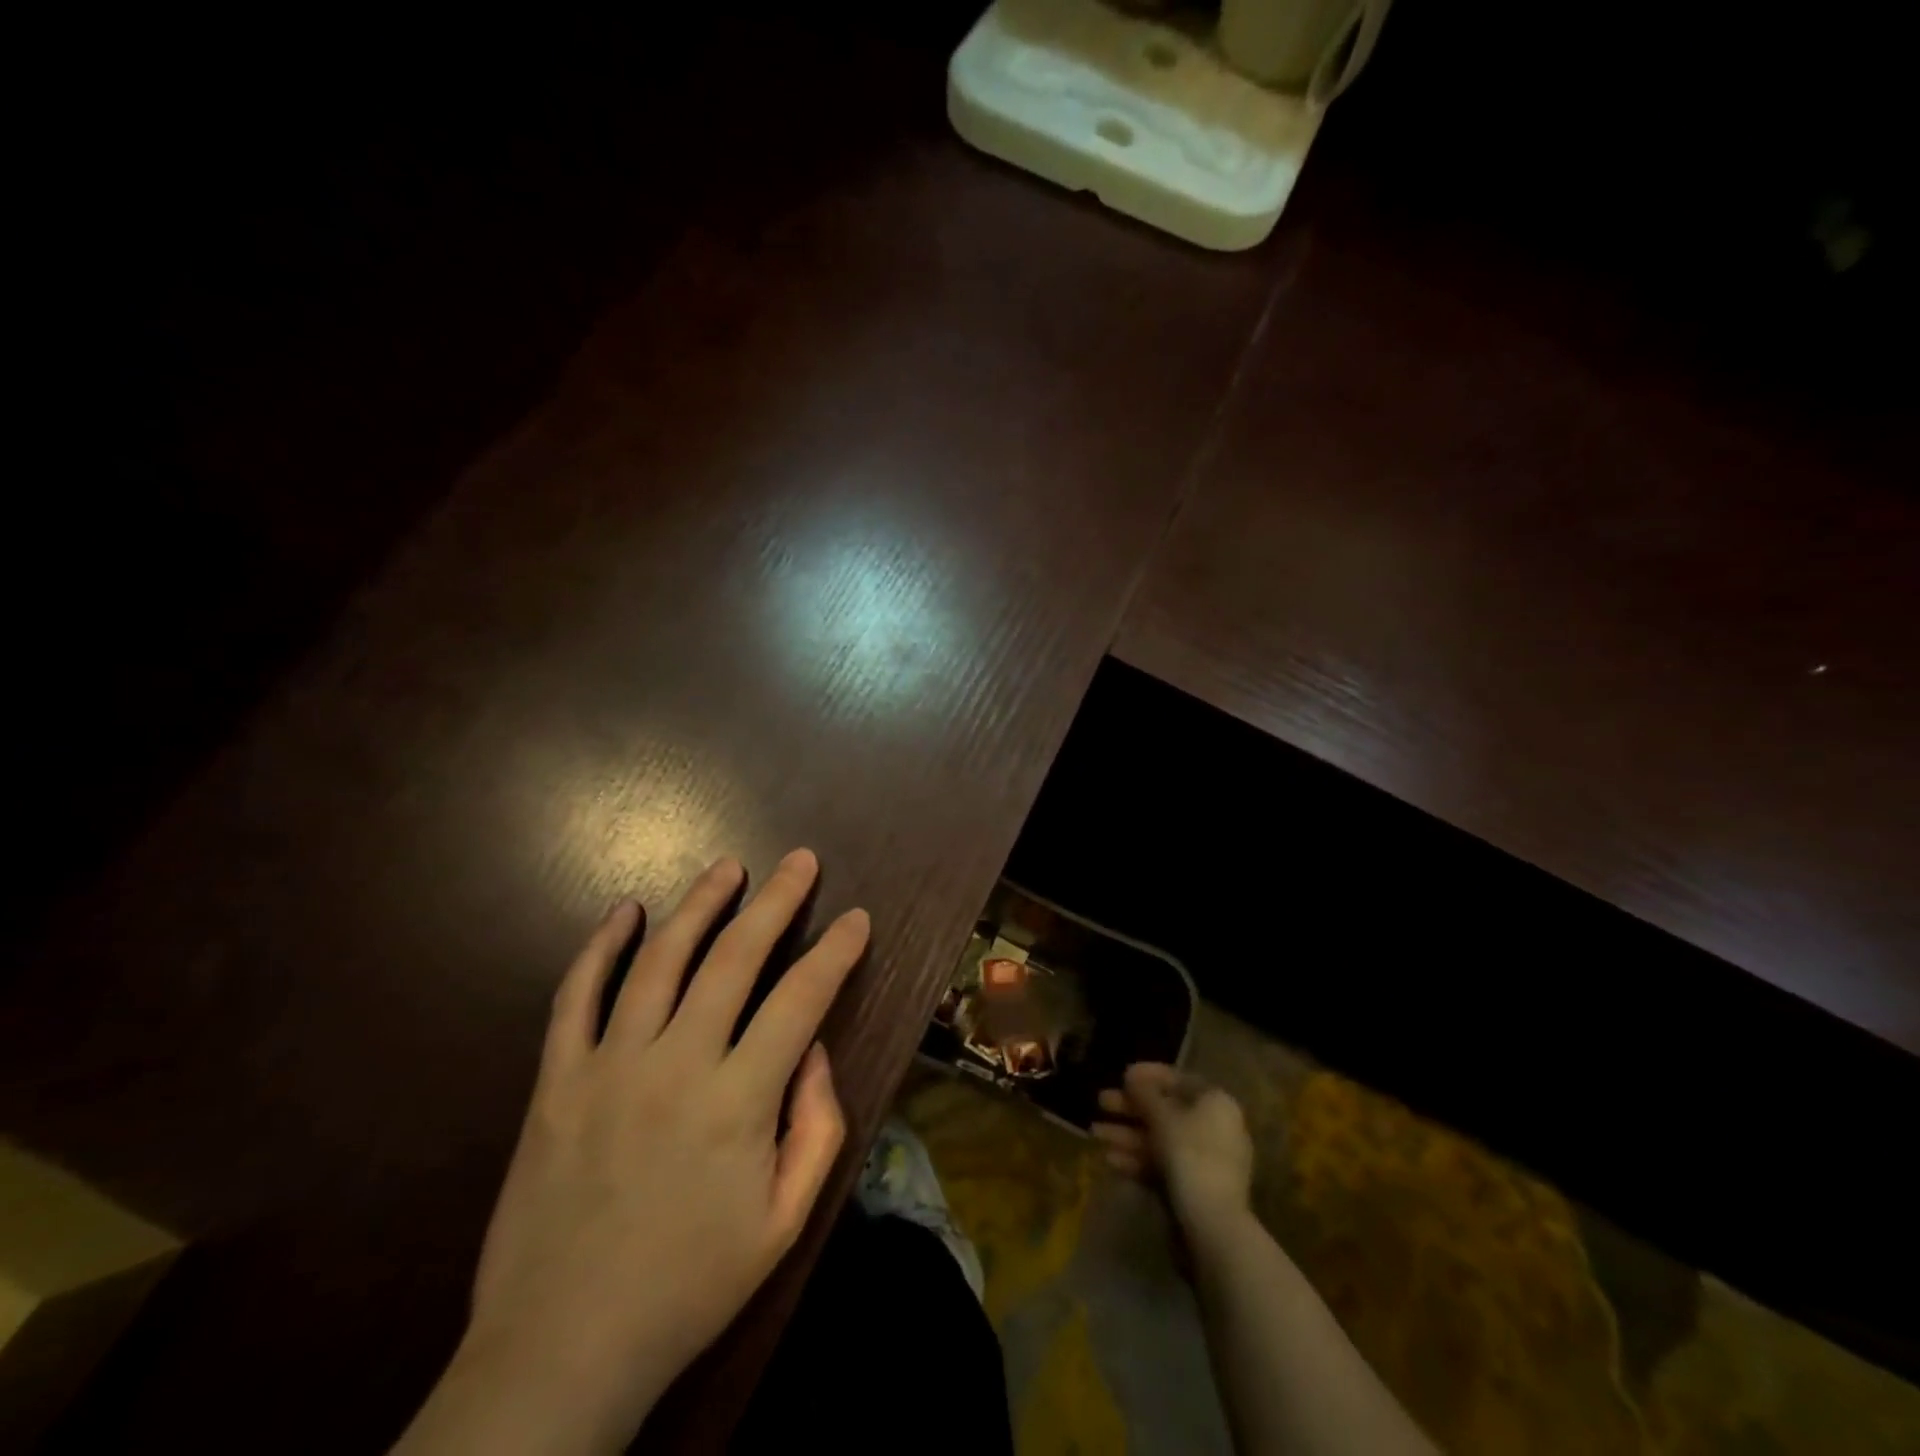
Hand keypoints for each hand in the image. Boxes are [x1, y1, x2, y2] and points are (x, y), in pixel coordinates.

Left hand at [400, 849, 868, 1455]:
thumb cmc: (688, 1287)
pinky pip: (575, 996)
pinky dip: (599, 946)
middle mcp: (677, 1064)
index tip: (857, 918)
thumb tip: (814, 1050)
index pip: (801, 1000)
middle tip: (801, 861)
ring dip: (699, 905)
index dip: (835, 952)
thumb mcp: (784, 1224)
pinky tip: (624, 911)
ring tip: (728, 868)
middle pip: (735, 958)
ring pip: (660, 960)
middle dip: (776, 902)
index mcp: (738, 1102)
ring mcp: (609, 1066)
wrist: (559, 1351)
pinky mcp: (556, 1080)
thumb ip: (816, 1128)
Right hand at [1094, 1063, 1253, 1234]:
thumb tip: (1132, 1075)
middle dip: (1130, 1108)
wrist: (1213, 1227)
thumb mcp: (1162, 1117)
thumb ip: (1144, 1093)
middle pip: (1166, 1110)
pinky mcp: (1194, 1189)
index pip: (1179, 1080)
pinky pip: (1163, 1165)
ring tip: (1094, 1134)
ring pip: (1161, 1140)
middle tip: (1101, 1102)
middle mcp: (1215, 1128)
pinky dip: (1138, 1160)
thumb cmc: (1190, 1156)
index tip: (1121, 1075)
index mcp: (1216, 1103)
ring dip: (1127, 1135)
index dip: (1148, 1075)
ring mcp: (1206, 1161)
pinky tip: (1109, 1160)